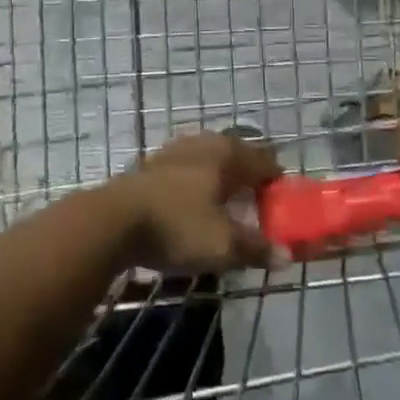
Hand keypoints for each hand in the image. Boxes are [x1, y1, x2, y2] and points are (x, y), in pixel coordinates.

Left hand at [112, 132, 283, 271]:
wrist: (113, 221)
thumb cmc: (177, 226)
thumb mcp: (222, 245)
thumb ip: (255, 248)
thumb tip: (286, 255)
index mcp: (226, 154)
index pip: (264, 160)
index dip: (277, 180)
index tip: (284, 201)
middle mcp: (203, 144)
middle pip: (236, 154)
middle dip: (249, 175)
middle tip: (257, 200)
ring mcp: (174, 151)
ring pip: (209, 158)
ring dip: (221, 177)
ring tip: (226, 201)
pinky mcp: (151, 164)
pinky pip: (187, 168)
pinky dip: (197, 182)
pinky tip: (192, 201)